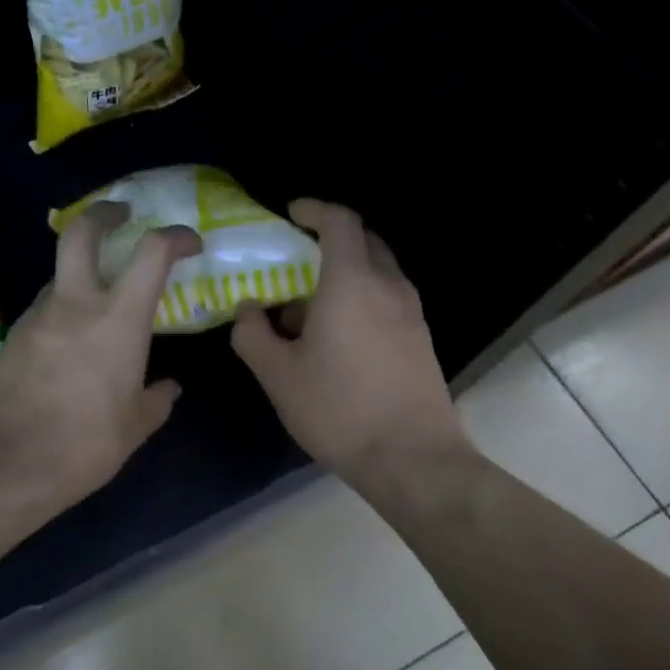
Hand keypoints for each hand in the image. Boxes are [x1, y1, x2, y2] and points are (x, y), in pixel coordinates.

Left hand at [0, 203, 201, 518]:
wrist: (6, 463)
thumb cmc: (84, 444)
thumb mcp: (134, 427)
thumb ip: (157, 400)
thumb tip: (170, 389)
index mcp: (118, 319)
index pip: (151, 252)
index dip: (174, 236)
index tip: (188, 243)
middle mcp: (76, 303)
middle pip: (82, 232)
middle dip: (104, 213)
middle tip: (121, 214)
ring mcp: (37, 315)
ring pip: (60, 274)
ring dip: (81, 274)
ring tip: (97, 303)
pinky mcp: (12, 334)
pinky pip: (44, 308)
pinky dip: (61, 310)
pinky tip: (67, 343)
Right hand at [231, 199, 468, 486]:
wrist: (413, 459)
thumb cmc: (339, 409)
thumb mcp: (277, 375)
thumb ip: (253, 334)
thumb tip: (248, 310)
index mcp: (350, 282)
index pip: (339, 221)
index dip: (313, 209)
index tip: (290, 214)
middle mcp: (387, 286)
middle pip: (363, 240)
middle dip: (328, 239)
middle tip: (295, 259)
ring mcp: (411, 313)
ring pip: (377, 271)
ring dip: (344, 273)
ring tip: (309, 307)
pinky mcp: (420, 338)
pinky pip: (387, 298)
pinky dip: (361, 297)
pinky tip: (338, 337)